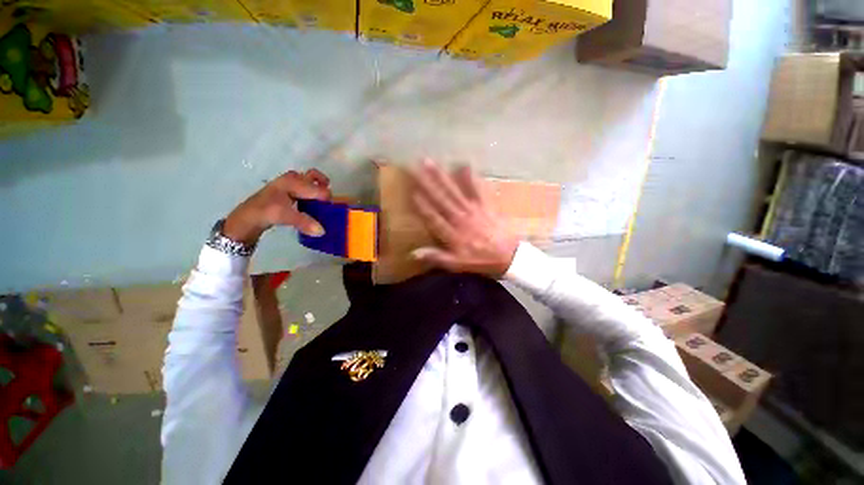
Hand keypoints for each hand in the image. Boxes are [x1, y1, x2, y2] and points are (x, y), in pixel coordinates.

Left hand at [223, 169, 330, 245]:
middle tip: (327, 201)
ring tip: (321, 204)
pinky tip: (311, 206)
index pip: (318, 189)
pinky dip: (312, 194)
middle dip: (323, 187)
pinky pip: (305, 188)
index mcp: (293, 182)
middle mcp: (293, 179)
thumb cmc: (266, 212)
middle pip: (314, 177)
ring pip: (310, 181)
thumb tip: (322, 231)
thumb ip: (305, 222)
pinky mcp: (289, 191)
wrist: (248, 217)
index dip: (326, 200)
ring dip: (317, 190)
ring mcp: (290, 184)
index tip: (329, 212)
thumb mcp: (285, 216)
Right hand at [410, 160, 518, 277]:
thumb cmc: (481, 260)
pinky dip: (470, 177)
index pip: (433, 217)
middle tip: (415, 167)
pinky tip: (463, 164)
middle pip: (441, 199)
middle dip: (426, 183)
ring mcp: (473, 209)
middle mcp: (460, 218)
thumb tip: (413, 254)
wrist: (509, 255)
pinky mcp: (485, 204)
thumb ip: (436, 257)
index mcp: (452, 233)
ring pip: (453, 191)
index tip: (412, 192)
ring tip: (431, 163)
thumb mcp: (457, 264)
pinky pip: (477, 189)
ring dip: (441, 176)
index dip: (422, 205)